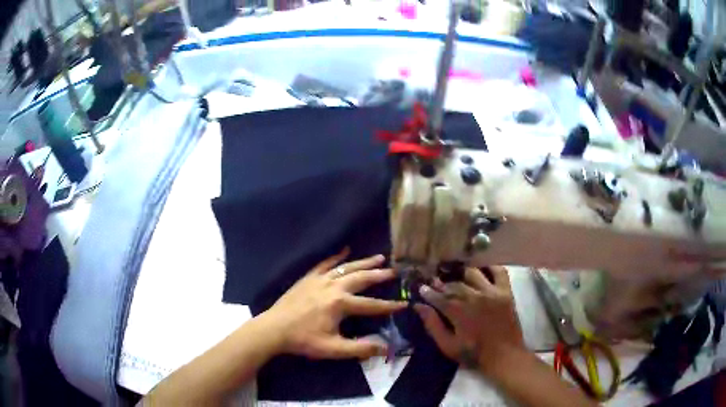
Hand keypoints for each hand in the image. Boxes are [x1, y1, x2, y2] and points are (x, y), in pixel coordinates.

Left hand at [261, 248, 405, 359]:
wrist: (274, 329)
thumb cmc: (304, 339)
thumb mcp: (333, 348)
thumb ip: (360, 348)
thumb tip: (386, 348)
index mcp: (340, 304)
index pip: (371, 305)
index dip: (389, 306)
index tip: (404, 304)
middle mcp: (333, 287)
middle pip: (361, 278)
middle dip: (380, 275)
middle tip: (394, 271)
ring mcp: (320, 279)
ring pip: (346, 267)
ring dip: (364, 262)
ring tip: (379, 257)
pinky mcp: (308, 278)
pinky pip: (325, 263)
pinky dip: (336, 257)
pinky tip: (345, 250)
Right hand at [414, 266, 525, 373]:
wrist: (504, 355)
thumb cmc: (474, 353)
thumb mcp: (448, 345)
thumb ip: (433, 325)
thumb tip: (418, 306)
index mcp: (458, 311)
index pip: (439, 297)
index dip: (429, 292)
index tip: (421, 288)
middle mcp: (474, 296)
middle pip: (454, 284)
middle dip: (442, 283)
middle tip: (435, 282)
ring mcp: (492, 292)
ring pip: (473, 274)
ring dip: (462, 274)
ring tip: (457, 276)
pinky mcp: (506, 291)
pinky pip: (498, 271)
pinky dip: (490, 267)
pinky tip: (483, 269)